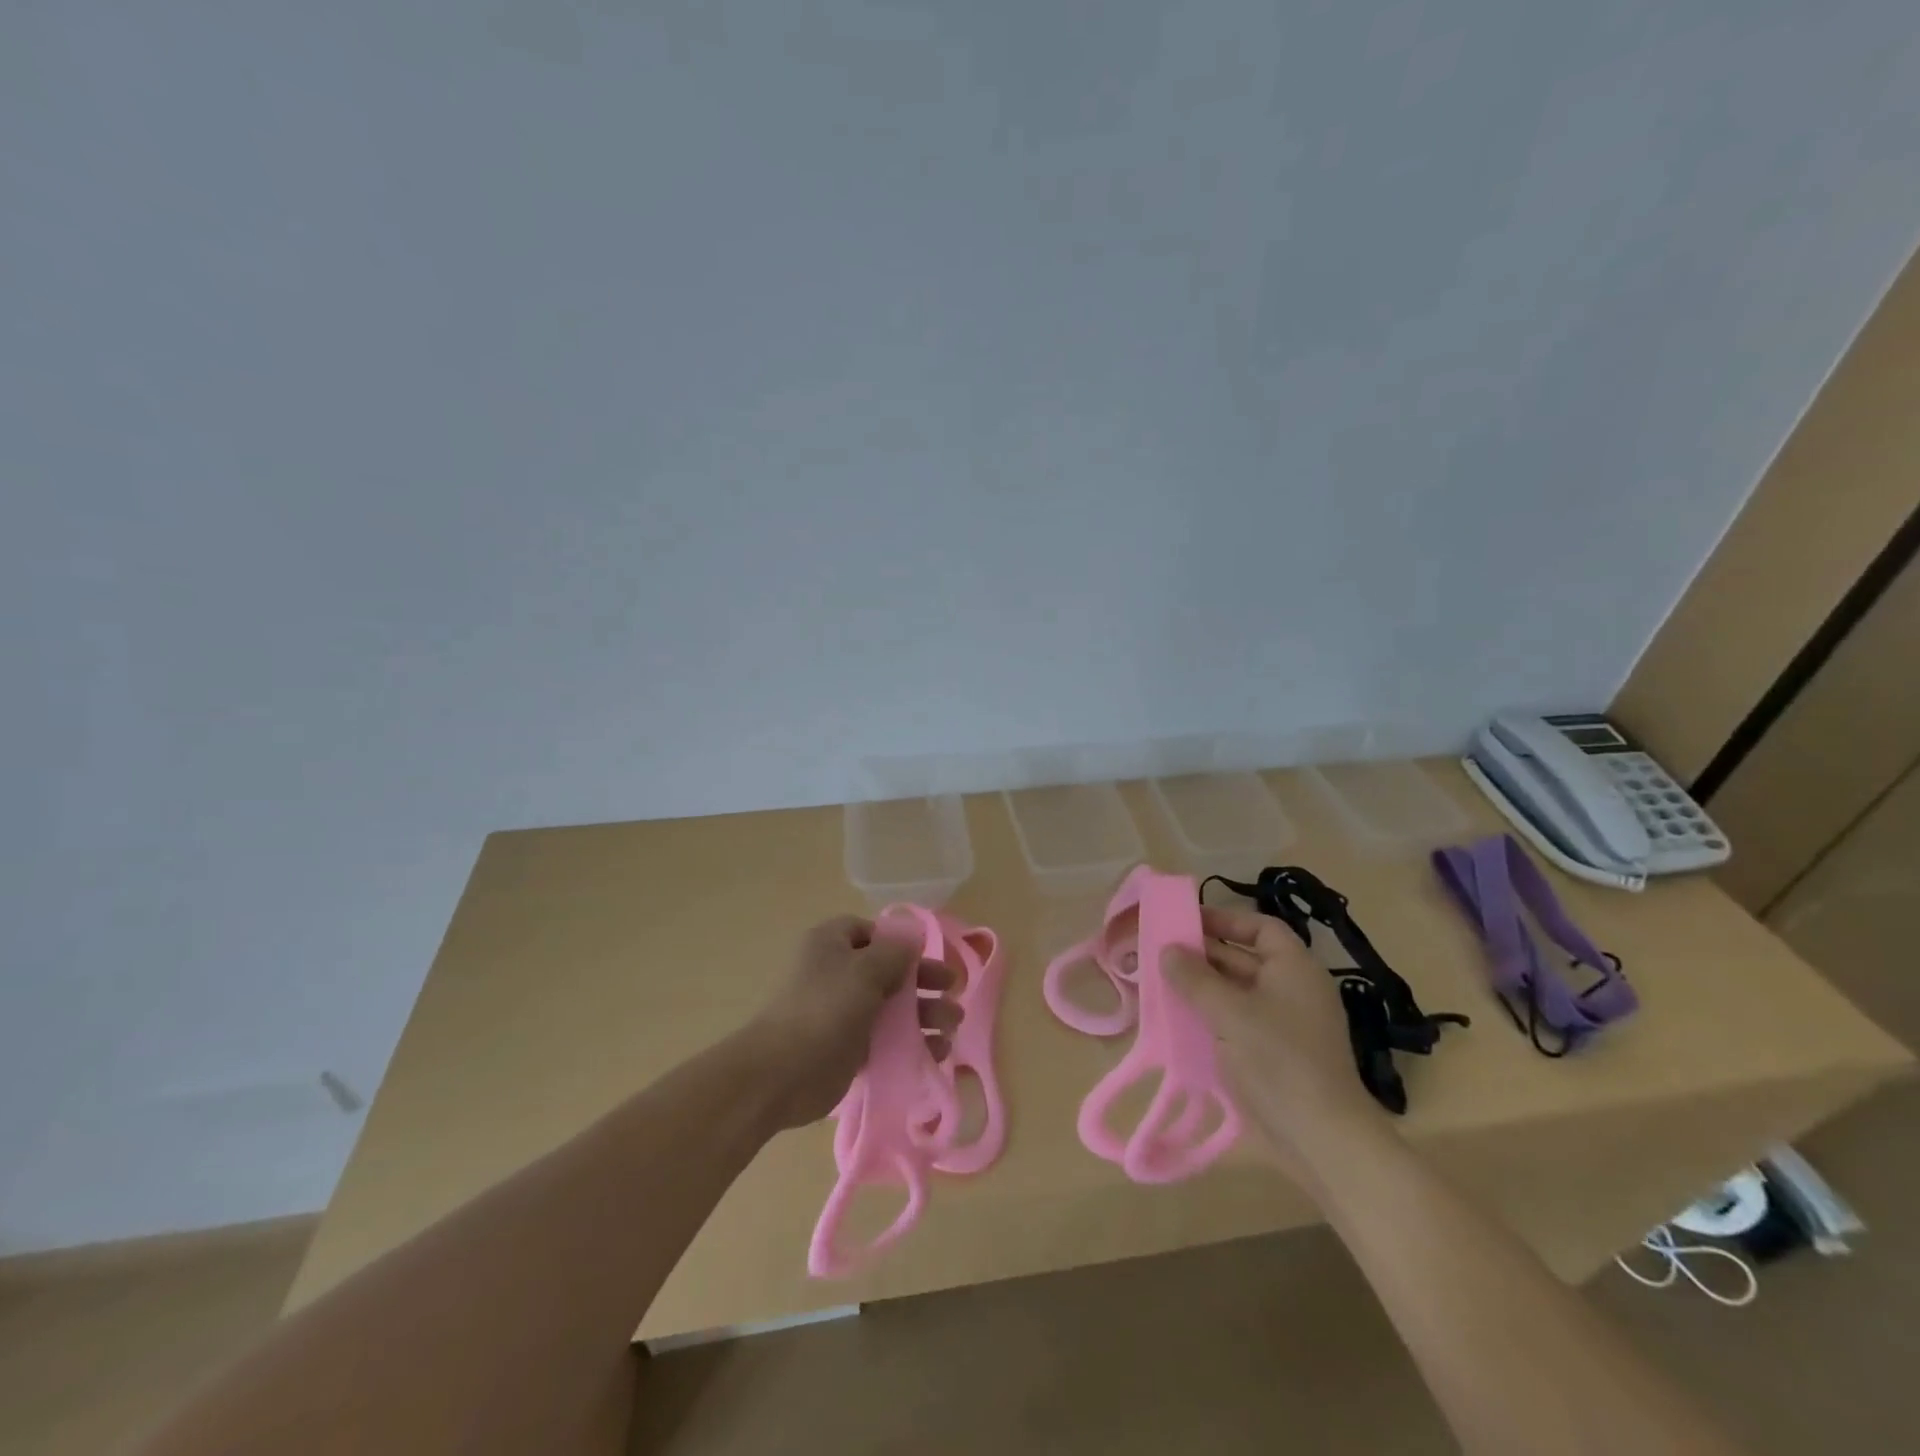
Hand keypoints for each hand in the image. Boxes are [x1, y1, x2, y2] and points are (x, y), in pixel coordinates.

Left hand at [737, 915, 960, 1131]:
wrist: (781, 1073)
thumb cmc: (824, 1009)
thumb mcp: (864, 970)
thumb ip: (894, 952)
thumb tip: (912, 937)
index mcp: (832, 943)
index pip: (871, 932)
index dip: (899, 942)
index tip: (926, 956)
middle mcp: (837, 972)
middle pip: (888, 970)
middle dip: (922, 980)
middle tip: (952, 990)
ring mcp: (843, 1011)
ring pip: (891, 1006)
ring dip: (924, 1013)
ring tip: (952, 1026)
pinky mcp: (849, 1047)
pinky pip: (886, 1038)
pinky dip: (910, 1042)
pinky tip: (936, 1052)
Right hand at [1165, 903, 1385, 1174]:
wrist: (1322, 1139)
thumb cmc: (1279, 1060)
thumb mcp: (1230, 1013)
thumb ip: (1195, 978)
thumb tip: (1168, 950)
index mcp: (1294, 968)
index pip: (1259, 928)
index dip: (1224, 920)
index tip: (1185, 923)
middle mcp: (1293, 989)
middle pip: (1244, 958)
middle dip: (1203, 955)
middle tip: (1160, 953)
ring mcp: (1285, 1023)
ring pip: (1237, 991)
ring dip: (1202, 987)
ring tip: (1161, 984)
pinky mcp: (1275, 1054)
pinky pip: (1237, 1021)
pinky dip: (1210, 1016)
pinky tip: (1179, 1021)